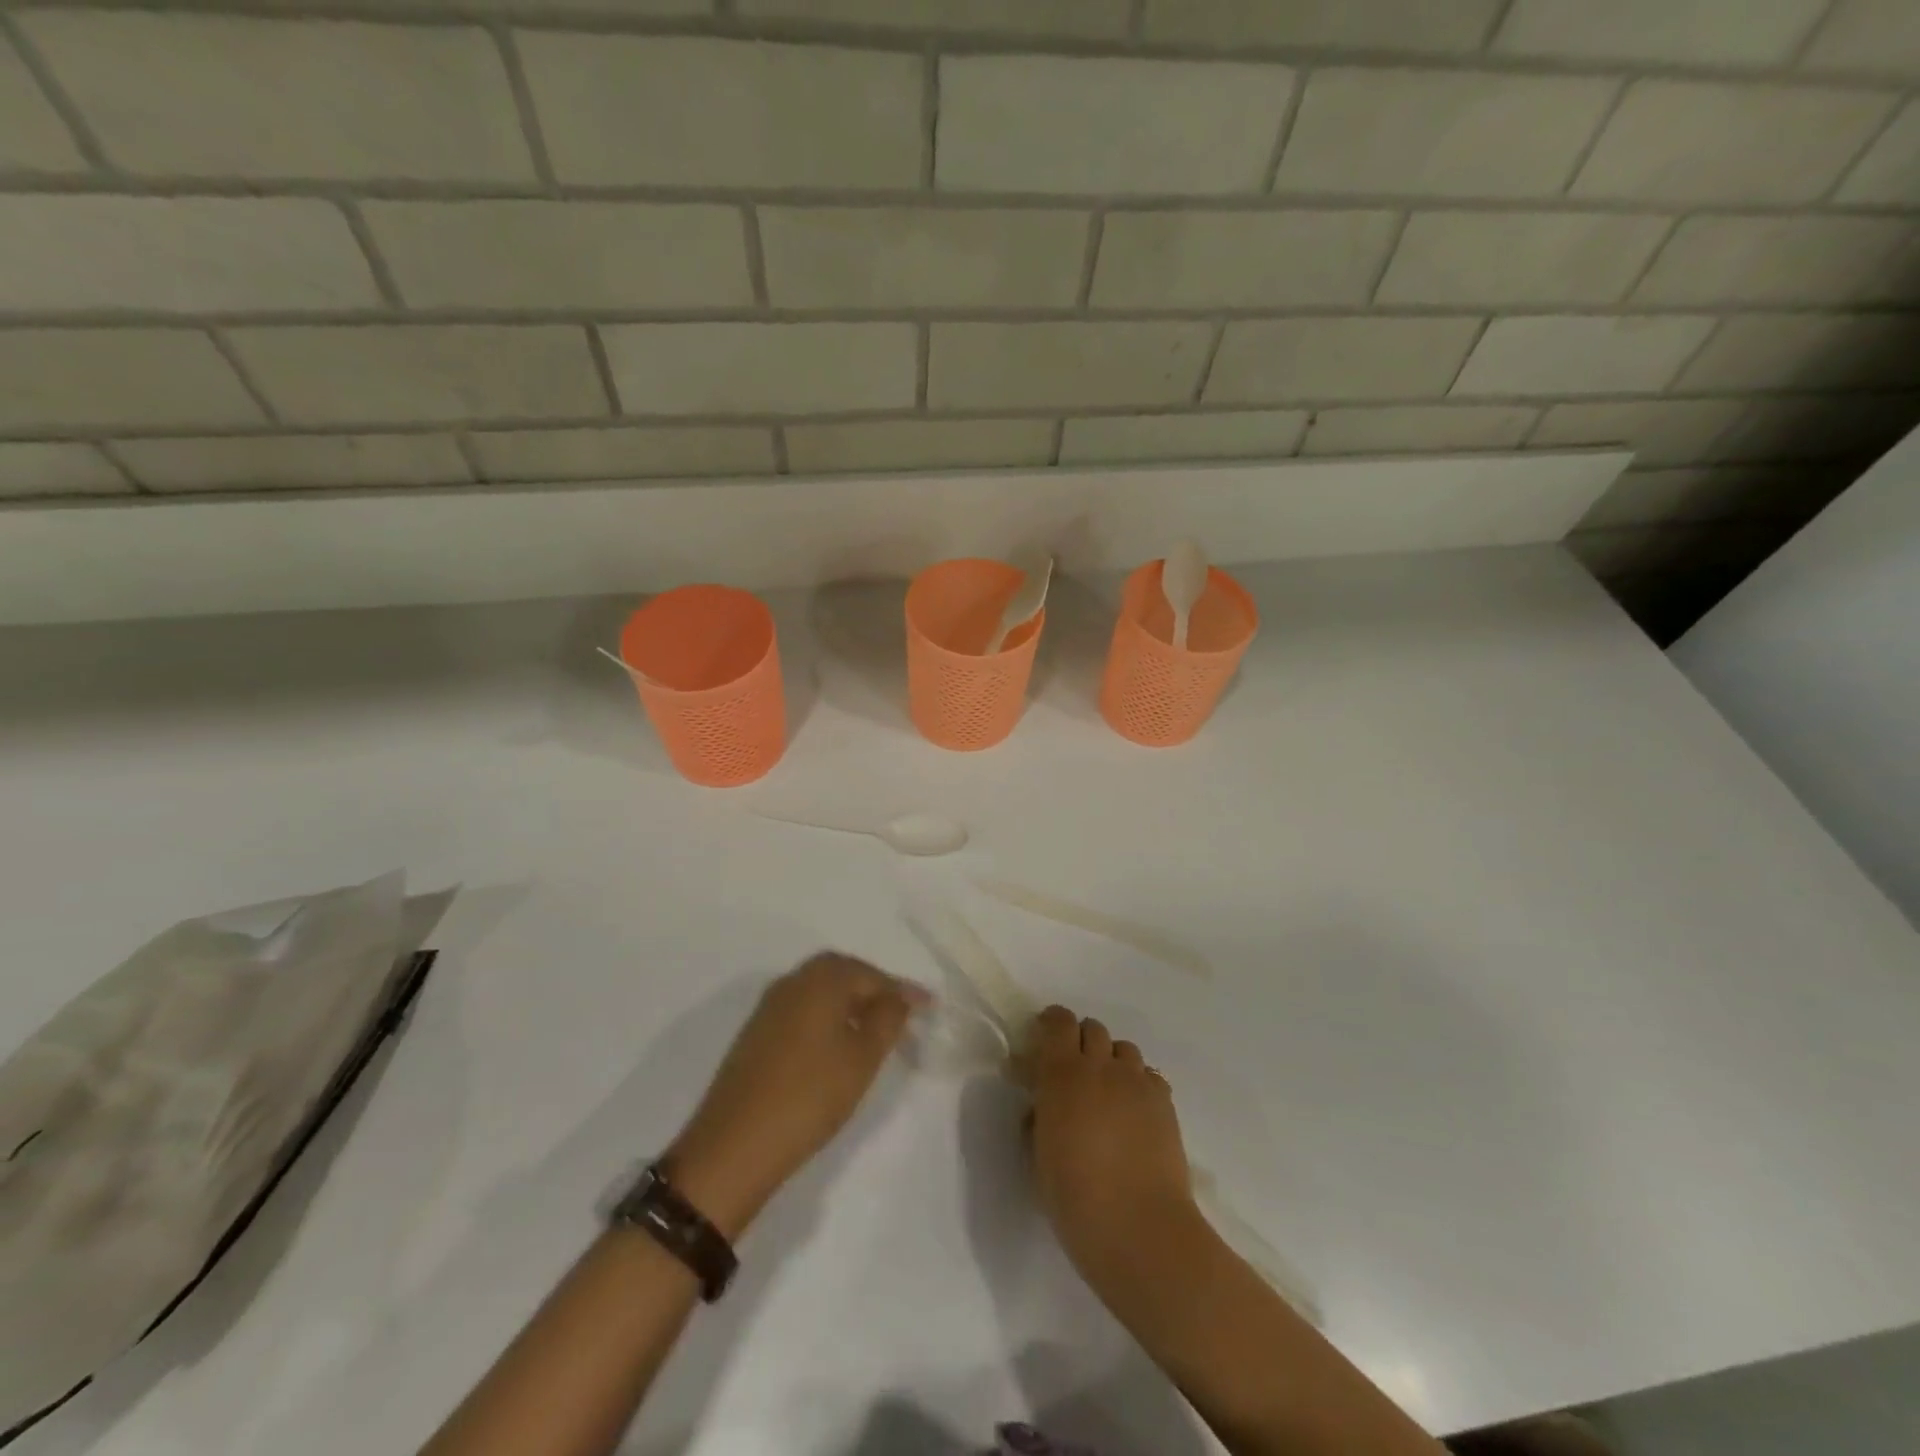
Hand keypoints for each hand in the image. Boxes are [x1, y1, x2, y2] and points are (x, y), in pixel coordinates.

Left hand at [667, 953, 924, 1237]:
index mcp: (821, 980)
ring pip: (818, 989)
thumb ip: (887, 1019)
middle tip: (899, 1011)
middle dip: (873, 986)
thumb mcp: (862, 1058)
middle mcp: (792, 982)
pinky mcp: (755, 1033)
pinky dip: (825, 1015)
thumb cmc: (809, 1096)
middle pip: (841, 971)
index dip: (902, 990)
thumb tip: (899, 996)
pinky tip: (836, 1043)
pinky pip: (801, 1008)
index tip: (929, 1006)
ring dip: (848, 1000)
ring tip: (872, 1028)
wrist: (734, 1146)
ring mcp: (769, 1007)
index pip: (871, 974)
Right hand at [1022, 1004, 1196, 1278]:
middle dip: (1080, 1042)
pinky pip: (1148, 1075)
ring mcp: (1137, 1082)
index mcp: (1062, 1074)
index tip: (1043, 1039)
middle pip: (1093, 1029)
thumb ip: (1038, 1118)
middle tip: (1073, 1072)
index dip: (1051, 1023)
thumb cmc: (1075, 1198)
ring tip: (1106, 1093)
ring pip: (1123, 1049)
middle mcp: (1101, 1066)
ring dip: (1110, 1061)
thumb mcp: (1038, 1157)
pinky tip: (1133, 1113)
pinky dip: (1137, 1083)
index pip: (1058, 1022)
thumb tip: (1042, 1105)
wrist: (1139, 1229)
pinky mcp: (1165, 1102)